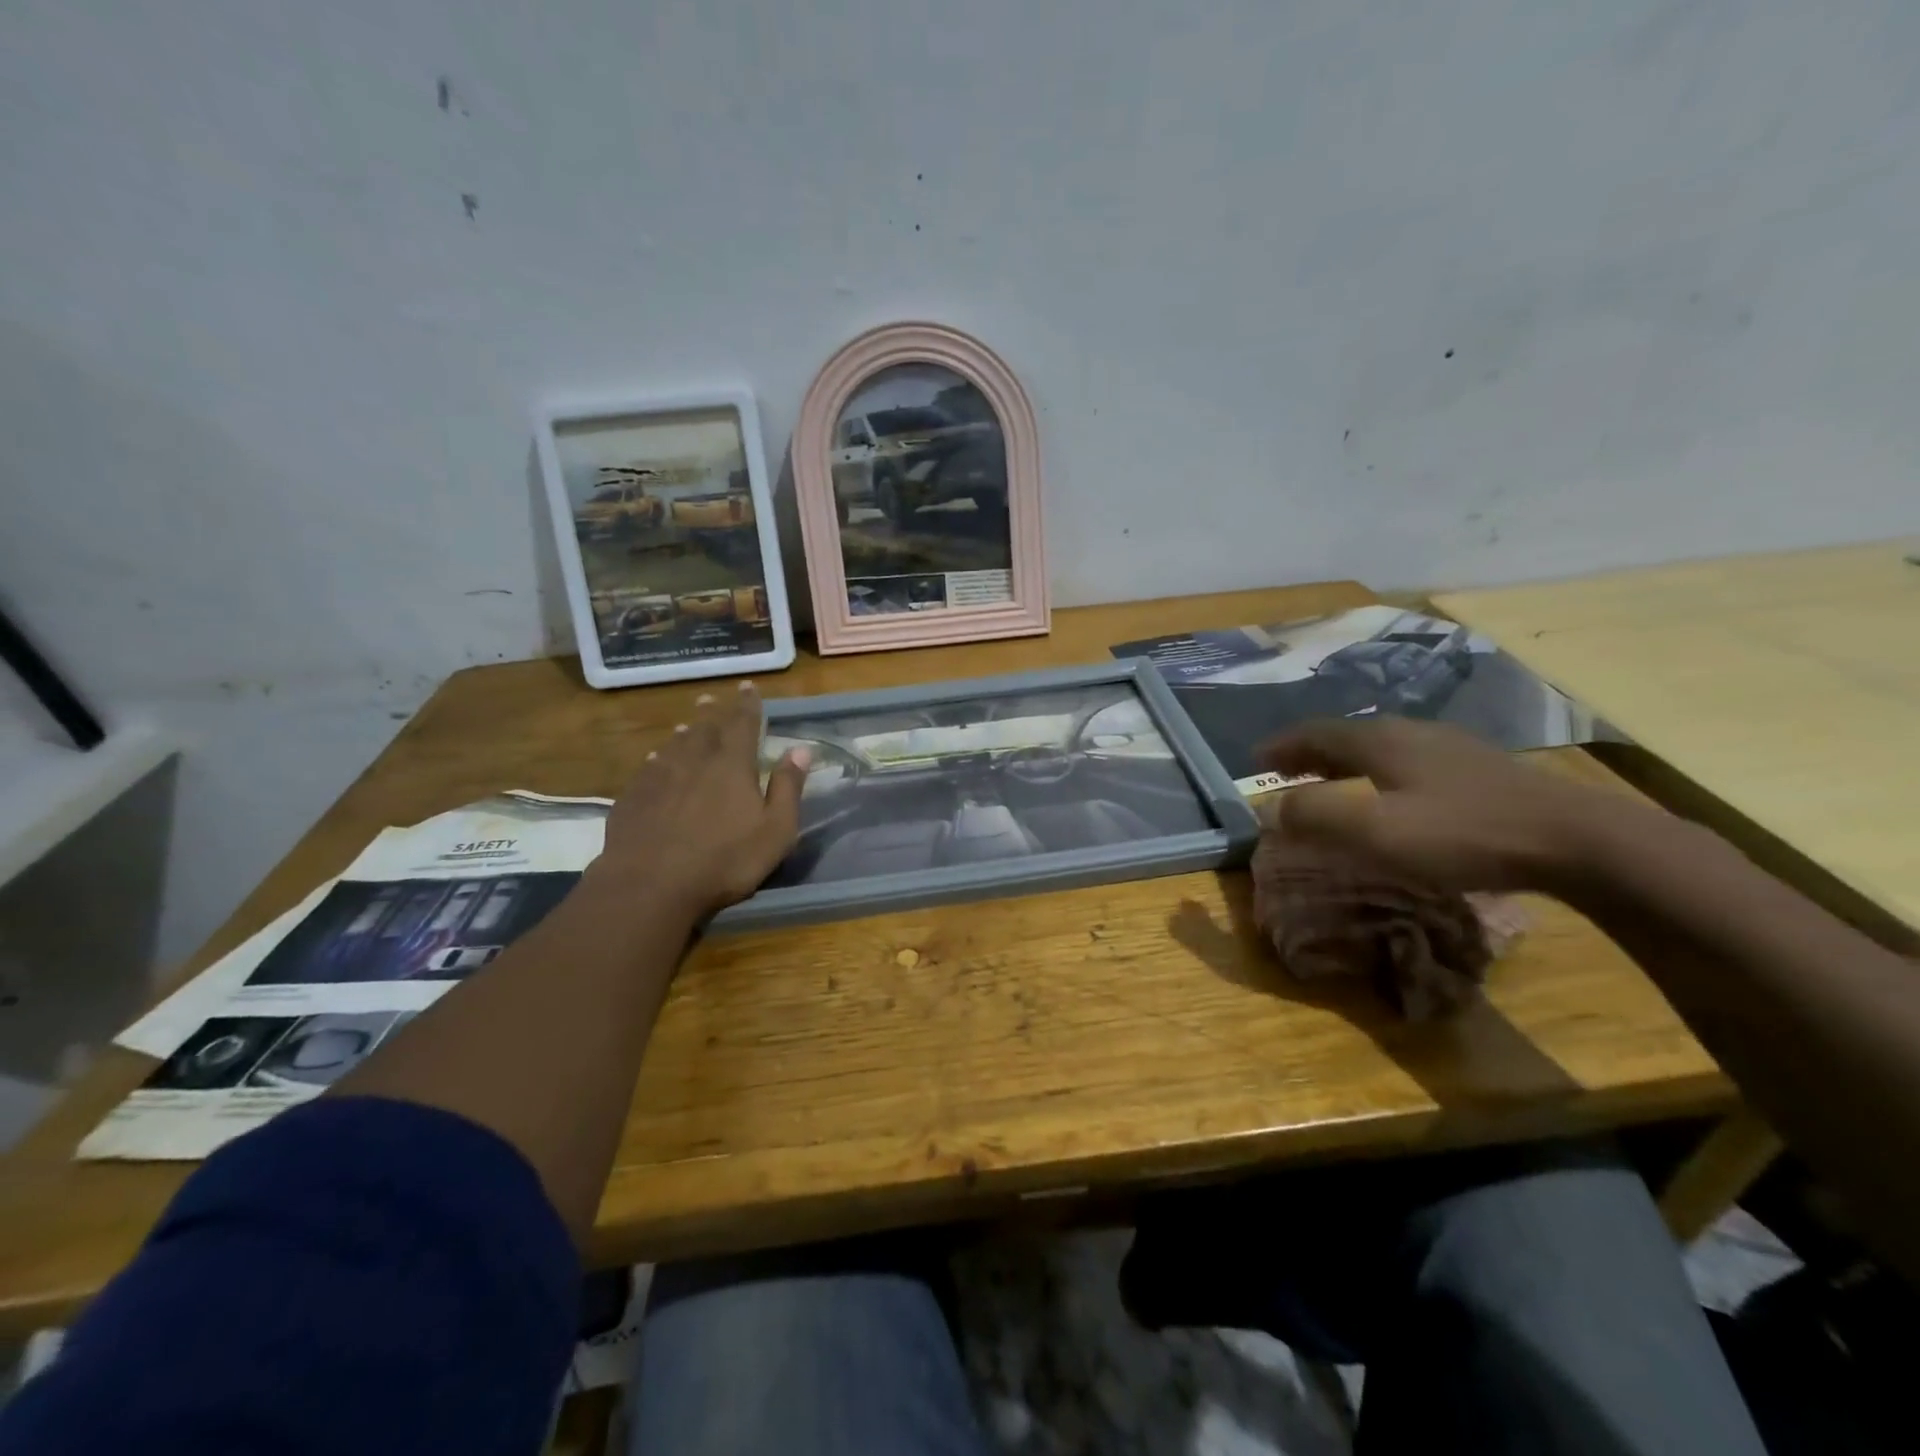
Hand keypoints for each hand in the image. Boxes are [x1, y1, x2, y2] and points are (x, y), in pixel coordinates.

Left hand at [593, 682, 809, 918]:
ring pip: (674, 745)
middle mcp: (695, 761)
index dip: (748, 705)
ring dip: (684, 733)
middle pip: (704, 728)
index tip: (748, 687)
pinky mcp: (633, 797)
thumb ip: (788, 788)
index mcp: (732, 765)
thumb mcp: (775, 830)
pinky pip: (648, 767)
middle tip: (712, 699)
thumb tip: (801, 749)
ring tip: (686, 726)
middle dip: (712, 713)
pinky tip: (654, 760)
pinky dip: (657, 758)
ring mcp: (659, 777)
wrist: (651, 886)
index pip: (743, 724)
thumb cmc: (725, 860)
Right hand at [1258, 717, 1625, 892]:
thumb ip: (1315, 816)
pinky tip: (1391, 792)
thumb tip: (1270, 808)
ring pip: (1379, 746)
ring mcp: (1449, 747)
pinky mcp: (1478, 769)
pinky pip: (1407, 760)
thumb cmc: (1463, 832)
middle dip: (1309, 751)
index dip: (1282, 746)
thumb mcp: (1376, 831)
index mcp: (1380, 740)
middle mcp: (1410, 732)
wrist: (1575, 838)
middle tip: (1284, 771)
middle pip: (1346, 735)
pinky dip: (1378, 771)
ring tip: (1329, 780)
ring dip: (1344, 761)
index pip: (1315, 733)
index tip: (1255, 760)